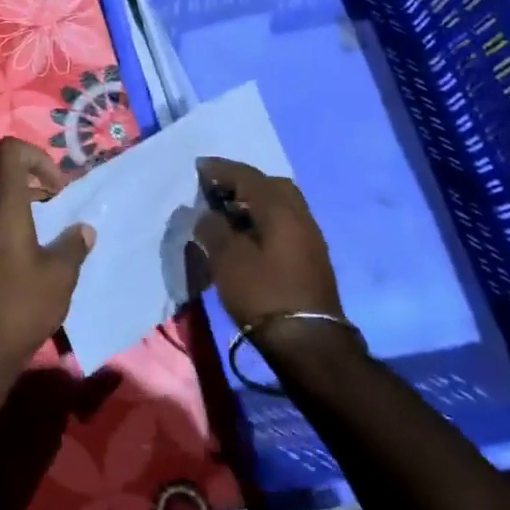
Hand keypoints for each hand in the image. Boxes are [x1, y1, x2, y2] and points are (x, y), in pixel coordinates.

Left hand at [0, 138, 93, 441]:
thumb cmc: (20, 306)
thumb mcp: (60, 276)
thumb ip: (74, 245)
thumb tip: (83, 230)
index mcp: (1, 205)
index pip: (10, 150)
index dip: (38, 157)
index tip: (59, 189)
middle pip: (5, 178)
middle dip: (37, 188)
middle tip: (61, 215)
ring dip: (24, 212)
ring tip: (49, 242)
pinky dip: (9, 231)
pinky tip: (27, 263)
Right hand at [193, 157, 345, 332]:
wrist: (308, 342)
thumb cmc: (263, 294)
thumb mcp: (227, 259)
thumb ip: (212, 228)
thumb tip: (205, 214)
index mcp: (280, 209)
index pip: (248, 176)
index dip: (221, 169)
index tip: (198, 167)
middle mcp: (300, 216)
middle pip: (271, 185)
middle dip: (243, 182)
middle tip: (217, 191)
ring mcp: (310, 238)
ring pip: (281, 205)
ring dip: (255, 202)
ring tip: (227, 214)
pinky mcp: (311, 258)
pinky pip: (285, 223)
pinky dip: (264, 219)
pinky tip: (247, 236)